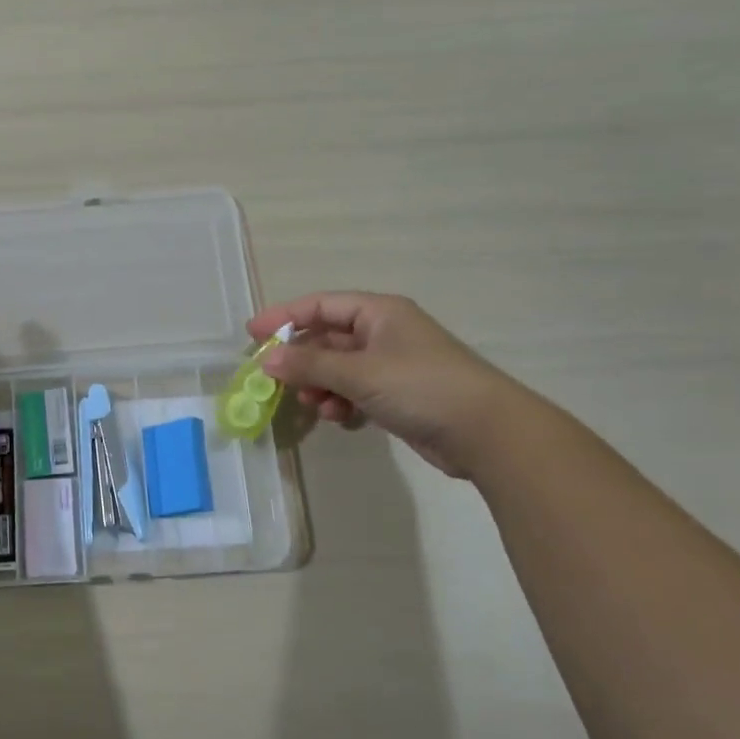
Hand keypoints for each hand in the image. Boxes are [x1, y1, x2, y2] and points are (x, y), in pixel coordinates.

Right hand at [247, 292, 524, 477]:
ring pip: (339, 368)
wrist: (487, 432)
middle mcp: (383, 332)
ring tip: (314, 405)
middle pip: (327, 338)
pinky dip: (342, 402)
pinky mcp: (398, 395)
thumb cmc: (420, 386)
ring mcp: (391, 364)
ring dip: (320, 386)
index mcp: (378, 312)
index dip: (283, 316)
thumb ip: (309, 365)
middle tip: (275, 380)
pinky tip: (340, 419)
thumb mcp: (358, 372)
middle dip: (301, 360)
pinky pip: (355, 391)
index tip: (252, 335)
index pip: (320, 305)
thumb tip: (266, 361)